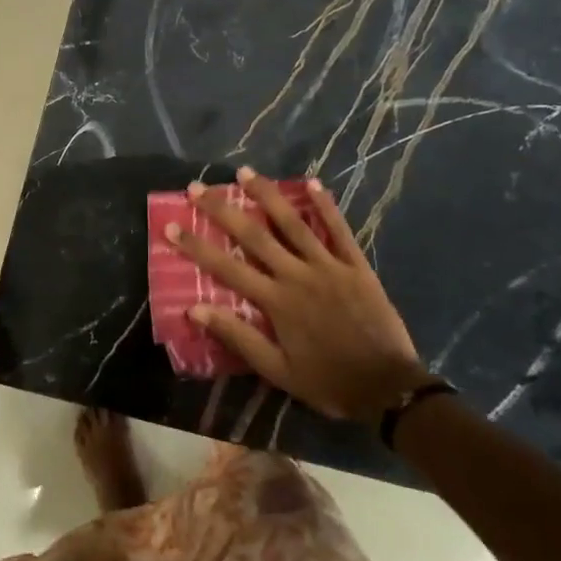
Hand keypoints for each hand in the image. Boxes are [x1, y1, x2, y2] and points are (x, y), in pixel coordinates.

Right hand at [165, 169, 424, 420]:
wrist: (388, 388)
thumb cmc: (327, 381)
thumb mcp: (277, 370)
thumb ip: (238, 337)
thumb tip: (195, 310)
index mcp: (276, 301)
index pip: (226, 267)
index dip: (197, 246)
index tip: (172, 226)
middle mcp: (298, 275)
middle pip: (254, 235)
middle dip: (222, 210)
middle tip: (198, 188)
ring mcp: (329, 266)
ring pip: (293, 223)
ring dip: (267, 195)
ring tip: (246, 172)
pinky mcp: (357, 266)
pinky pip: (339, 230)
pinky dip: (326, 205)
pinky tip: (313, 183)